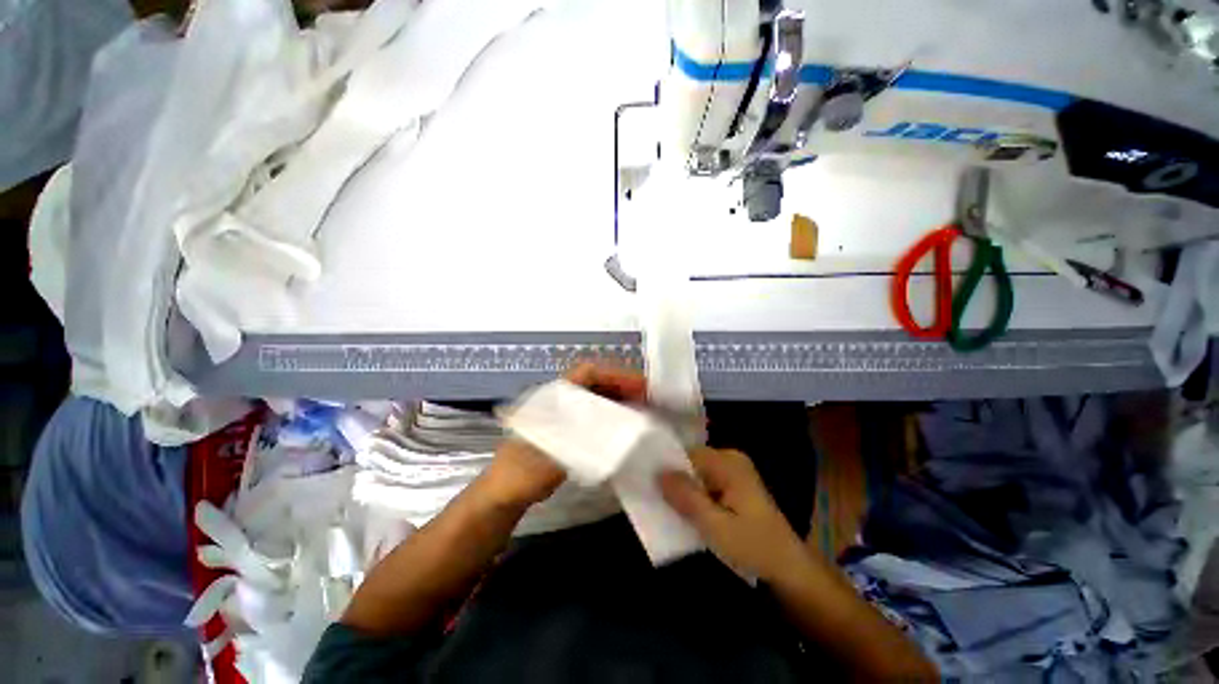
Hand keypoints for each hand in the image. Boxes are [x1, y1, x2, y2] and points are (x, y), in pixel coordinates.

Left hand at [484, 363, 648, 508]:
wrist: (503, 493)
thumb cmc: (522, 472)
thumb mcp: (553, 457)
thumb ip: (583, 444)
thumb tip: (620, 433)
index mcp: (554, 397)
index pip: (588, 372)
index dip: (615, 375)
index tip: (640, 386)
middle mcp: (561, 399)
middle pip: (596, 382)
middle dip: (623, 385)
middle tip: (649, 397)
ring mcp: (564, 413)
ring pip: (597, 396)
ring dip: (620, 398)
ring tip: (643, 408)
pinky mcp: (568, 428)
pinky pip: (595, 413)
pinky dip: (612, 413)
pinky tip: (626, 424)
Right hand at [659, 448, 809, 581]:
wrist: (789, 571)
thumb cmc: (753, 548)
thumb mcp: (715, 526)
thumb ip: (686, 497)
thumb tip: (657, 472)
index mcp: (728, 463)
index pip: (687, 453)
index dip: (667, 466)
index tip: (647, 482)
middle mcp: (731, 459)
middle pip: (691, 461)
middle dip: (674, 479)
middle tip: (656, 499)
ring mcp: (734, 471)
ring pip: (696, 473)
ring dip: (684, 489)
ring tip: (666, 506)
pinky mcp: (734, 485)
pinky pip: (705, 482)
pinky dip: (695, 494)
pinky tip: (687, 511)